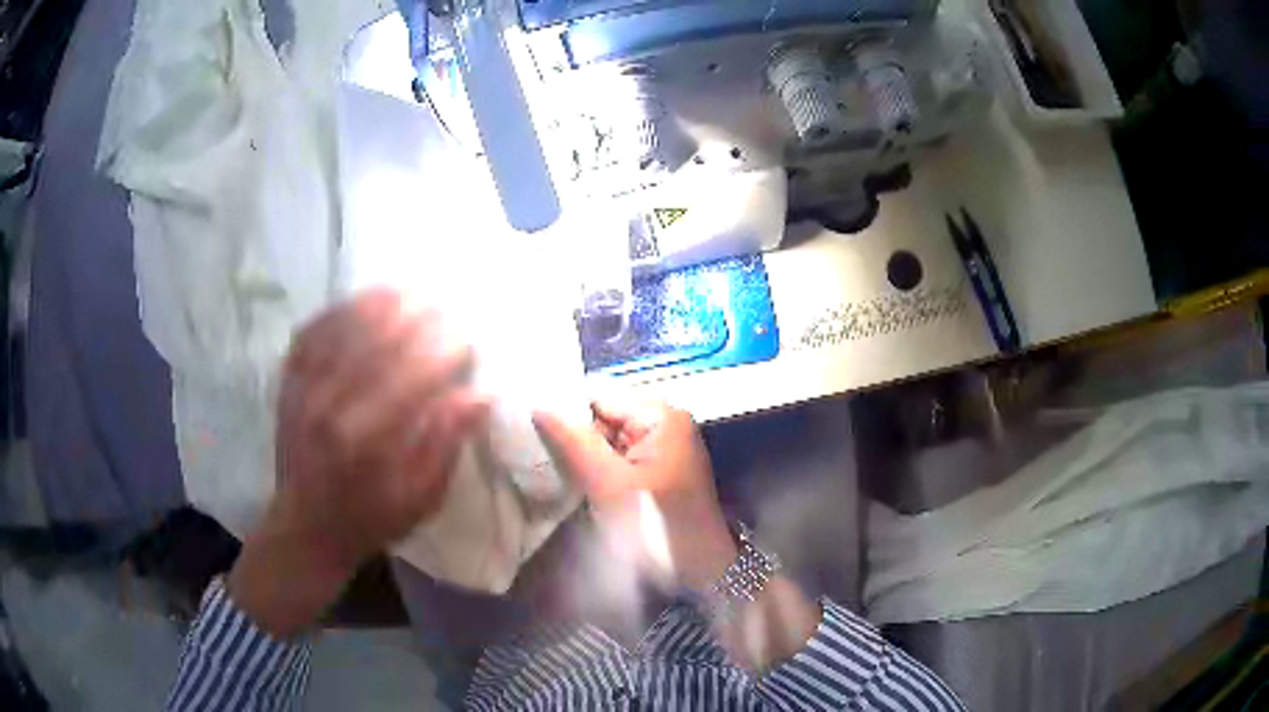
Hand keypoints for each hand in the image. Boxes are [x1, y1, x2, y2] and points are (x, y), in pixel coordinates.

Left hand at [228, 289, 488, 636]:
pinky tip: (363, 299)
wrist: (305, 526)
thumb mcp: (419, 499)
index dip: (444, 353)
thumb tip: (480, 395)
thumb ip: (445, 444)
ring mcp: (303, 388)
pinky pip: (312, 331)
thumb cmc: (369, 519)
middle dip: (416, 318)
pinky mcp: (288, 382)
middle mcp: (329, 405)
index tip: (468, 341)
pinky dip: (339, 310)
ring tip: (411, 291)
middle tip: (445, 307)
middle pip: (376, 342)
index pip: (411, 377)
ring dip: (379, 303)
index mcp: (365, 441)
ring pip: (342, 328)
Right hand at [533, 400, 736, 594]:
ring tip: (552, 469)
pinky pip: (618, 460)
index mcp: (661, 417)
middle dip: (574, 437)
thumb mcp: (609, 483)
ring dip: (583, 456)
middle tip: (537, 455)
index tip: (531, 428)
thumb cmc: (656, 524)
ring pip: (608, 441)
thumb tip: (538, 406)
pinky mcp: (657, 473)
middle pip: (604, 417)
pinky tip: (577, 483)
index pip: (601, 397)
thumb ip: (574, 442)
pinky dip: (598, 470)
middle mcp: (664, 425)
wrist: (699, 570)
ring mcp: (662, 450)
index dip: (566, 411)